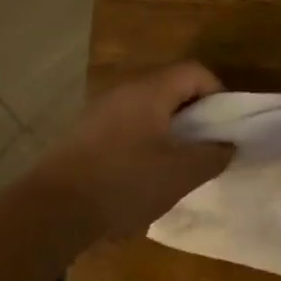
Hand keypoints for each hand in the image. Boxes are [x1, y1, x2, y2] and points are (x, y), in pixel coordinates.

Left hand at [35, 62, 232, 239]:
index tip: (226, 126)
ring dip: (169, 129)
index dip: (218, 93)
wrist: (54, 209)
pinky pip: (127, 125)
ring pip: (148, 108)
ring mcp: (100, 111)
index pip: (195, 71)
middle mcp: (124, 91)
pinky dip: (145, 140)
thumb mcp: (180, 174)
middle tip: (207, 145)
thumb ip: (212, 156)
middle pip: (170, 87)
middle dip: (195, 114)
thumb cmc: (125, 182)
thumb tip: (227, 145)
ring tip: (179, 163)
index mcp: (150, 91)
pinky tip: (144, 174)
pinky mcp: (84, 133)